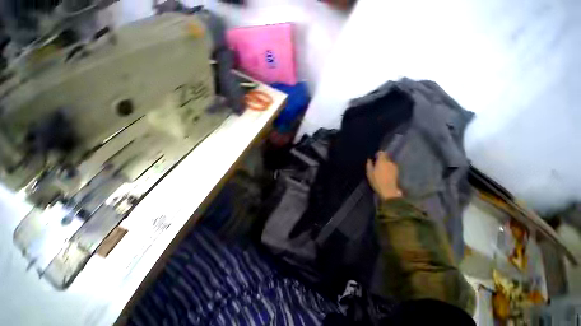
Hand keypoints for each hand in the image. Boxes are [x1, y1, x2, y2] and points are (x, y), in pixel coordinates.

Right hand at [366, 151, 402, 199]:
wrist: (388, 190)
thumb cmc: (376, 181)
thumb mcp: (369, 173)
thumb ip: (369, 165)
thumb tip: (369, 159)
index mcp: (382, 161)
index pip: (382, 153)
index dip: (378, 154)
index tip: (375, 157)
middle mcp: (389, 162)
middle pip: (386, 157)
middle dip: (382, 159)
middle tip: (377, 164)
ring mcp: (394, 167)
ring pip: (389, 162)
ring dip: (385, 164)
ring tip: (381, 169)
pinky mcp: (397, 172)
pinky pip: (391, 167)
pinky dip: (388, 168)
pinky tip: (385, 173)